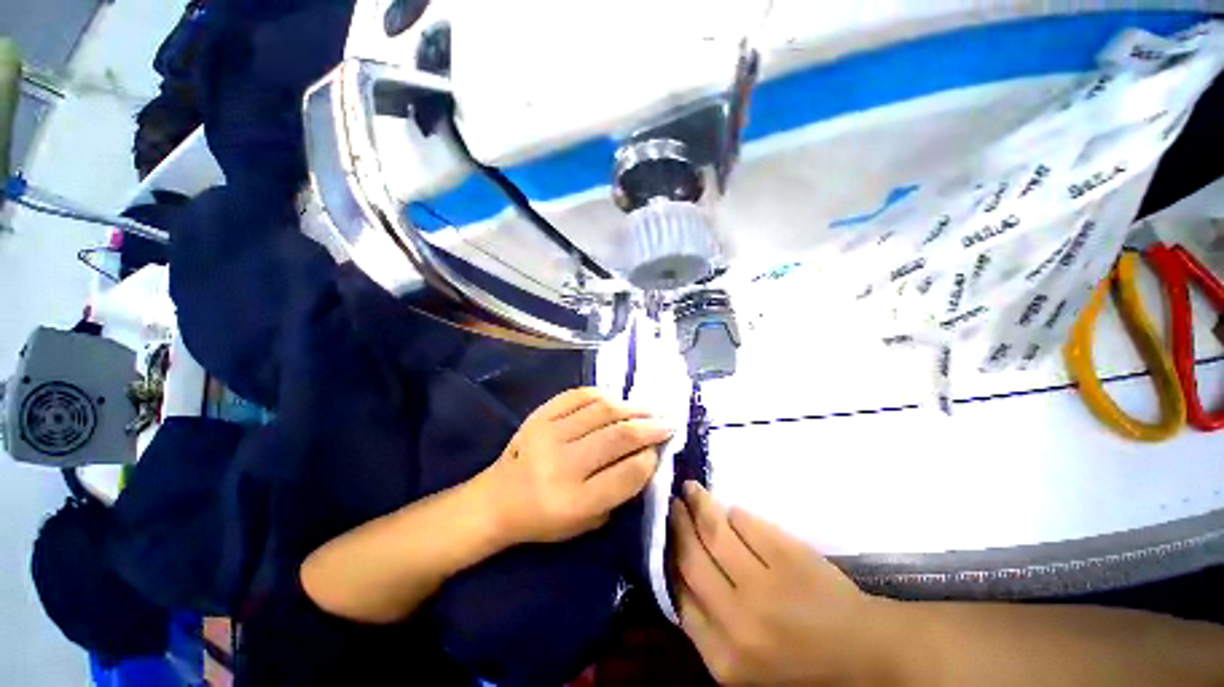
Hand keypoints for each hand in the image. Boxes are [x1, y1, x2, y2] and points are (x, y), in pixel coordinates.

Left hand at [477, 388, 672, 545]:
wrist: (497, 499)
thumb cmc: (545, 519)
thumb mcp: (587, 522)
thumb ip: (619, 492)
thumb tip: (646, 456)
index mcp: (575, 501)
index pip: (627, 474)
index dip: (650, 459)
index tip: (660, 451)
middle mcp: (563, 465)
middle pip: (618, 437)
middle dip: (650, 427)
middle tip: (667, 423)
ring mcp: (549, 434)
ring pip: (602, 411)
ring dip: (632, 408)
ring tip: (648, 409)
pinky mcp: (539, 415)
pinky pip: (578, 395)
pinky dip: (603, 395)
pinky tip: (616, 400)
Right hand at [671, 482, 901, 685]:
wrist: (862, 653)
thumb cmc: (797, 661)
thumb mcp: (741, 661)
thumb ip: (706, 622)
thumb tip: (677, 566)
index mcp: (723, 655)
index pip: (678, 594)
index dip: (666, 556)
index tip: (662, 533)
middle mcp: (738, 621)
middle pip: (692, 557)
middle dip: (678, 524)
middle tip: (672, 503)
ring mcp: (766, 585)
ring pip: (716, 531)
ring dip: (699, 504)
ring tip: (691, 490)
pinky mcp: (789, 557)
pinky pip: (747, 522)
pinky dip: (734, 512)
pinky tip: (730, 509)